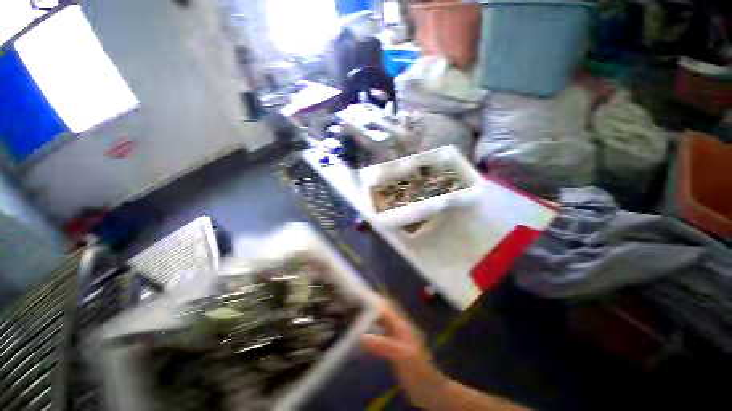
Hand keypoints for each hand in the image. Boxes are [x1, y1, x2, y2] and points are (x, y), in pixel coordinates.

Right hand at [361, 295, 448, 408]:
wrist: (429, 390)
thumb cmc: (418, 370)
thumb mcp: (402, 356)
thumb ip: (383, 345)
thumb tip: (361, 337)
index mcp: (400, 324)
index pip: (384, 306)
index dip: (372, 299)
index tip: (356, 294)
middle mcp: (396, 327)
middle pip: (381, 311)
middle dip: (368, 305)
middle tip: (350, 303)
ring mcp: (394, 337)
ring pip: (379, 322)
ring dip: (367, 317)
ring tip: (351, 315)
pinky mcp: (391, 348)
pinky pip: (378, 334)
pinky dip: (368, 331)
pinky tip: (359, 335)